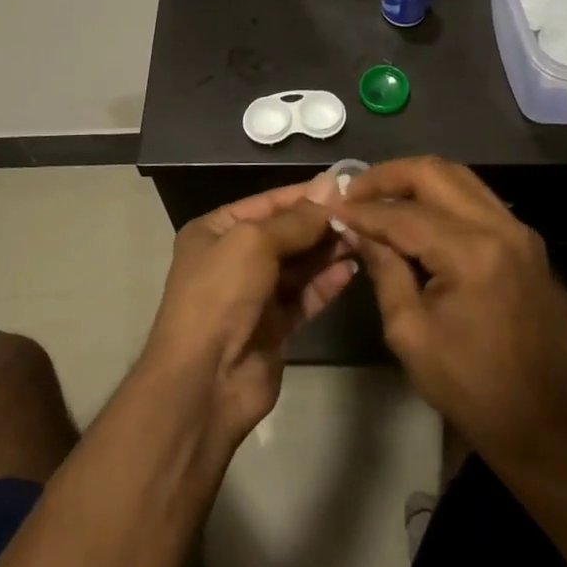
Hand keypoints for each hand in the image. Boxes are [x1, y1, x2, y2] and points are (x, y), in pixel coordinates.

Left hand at [143, 177, 358, 450]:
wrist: (203, 380)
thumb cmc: (220, 294)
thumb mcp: (253, 242)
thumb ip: (295, 220)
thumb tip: (330, 189)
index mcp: (215, 231)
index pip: (267, 203)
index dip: (305, 194)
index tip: (345, 186)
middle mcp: (233, 259)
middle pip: (286, 234)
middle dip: (320, 224)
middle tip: (362, 215)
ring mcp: (254, 295)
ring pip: (299, 265)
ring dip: (328, 252)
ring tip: (362, 238)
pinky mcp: (274, 327)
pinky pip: (305, 297)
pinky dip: (326, 283)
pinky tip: (351, 270)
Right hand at [335, 158, 566, 471]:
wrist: (562, 431)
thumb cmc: (479, 393)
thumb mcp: (414, 336)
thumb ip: (385, 271)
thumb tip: (358, 232)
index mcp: (471, 251)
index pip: (403, 213)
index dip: (361, 210)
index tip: (330, 209)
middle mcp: (500, 226)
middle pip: (435, 173)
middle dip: (388, 176)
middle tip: (354, 192)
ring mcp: (521, 233)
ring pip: (462, 179)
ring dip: (418, 182)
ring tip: (382, 200)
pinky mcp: (531, 246)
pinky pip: (480, 203)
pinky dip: (445, 200)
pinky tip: (421, 220)